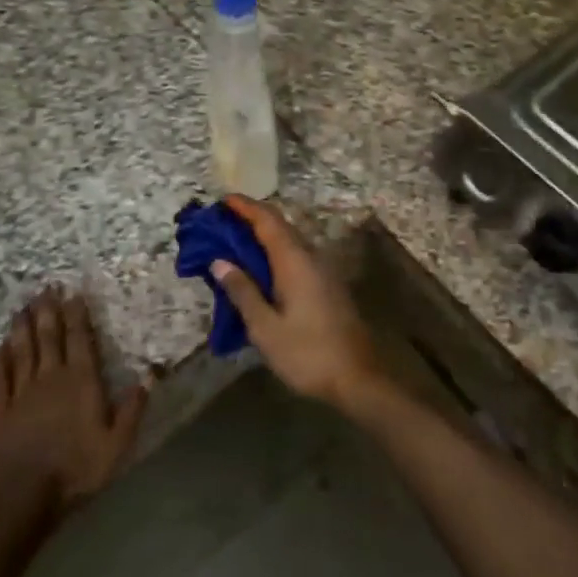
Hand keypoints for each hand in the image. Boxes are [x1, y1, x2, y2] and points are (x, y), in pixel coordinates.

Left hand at [0, 290, 147, 511]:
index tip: (73, 293)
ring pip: (22, 351)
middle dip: (48, 310)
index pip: (80, 339)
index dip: (77, 315)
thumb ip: (133, 407)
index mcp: (81, 381)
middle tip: (45, 287)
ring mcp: (21, 394)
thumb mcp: (117, 443)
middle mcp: (50, 378)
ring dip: (23, 327)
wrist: (21, 498)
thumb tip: (151, 374)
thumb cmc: (76, 469)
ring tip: (22, 307)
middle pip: (49, 337)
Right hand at [210, 195, 387, 412]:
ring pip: (289, 240)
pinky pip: (296, 256)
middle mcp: (311, 256)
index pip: (267, 220)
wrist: (357, 376)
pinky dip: (274, 252)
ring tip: (234, 242)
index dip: (245, 207)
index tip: (222, 200)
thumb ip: (243, 292)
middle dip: (250, 218)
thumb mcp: (265, 328)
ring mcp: (322, 269)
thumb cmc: (307, 353)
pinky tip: (259, 269)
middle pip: (279, 226)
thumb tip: (220, 262)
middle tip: (221, 221)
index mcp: (294, 260)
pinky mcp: (326, 284)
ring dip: (262, 236)